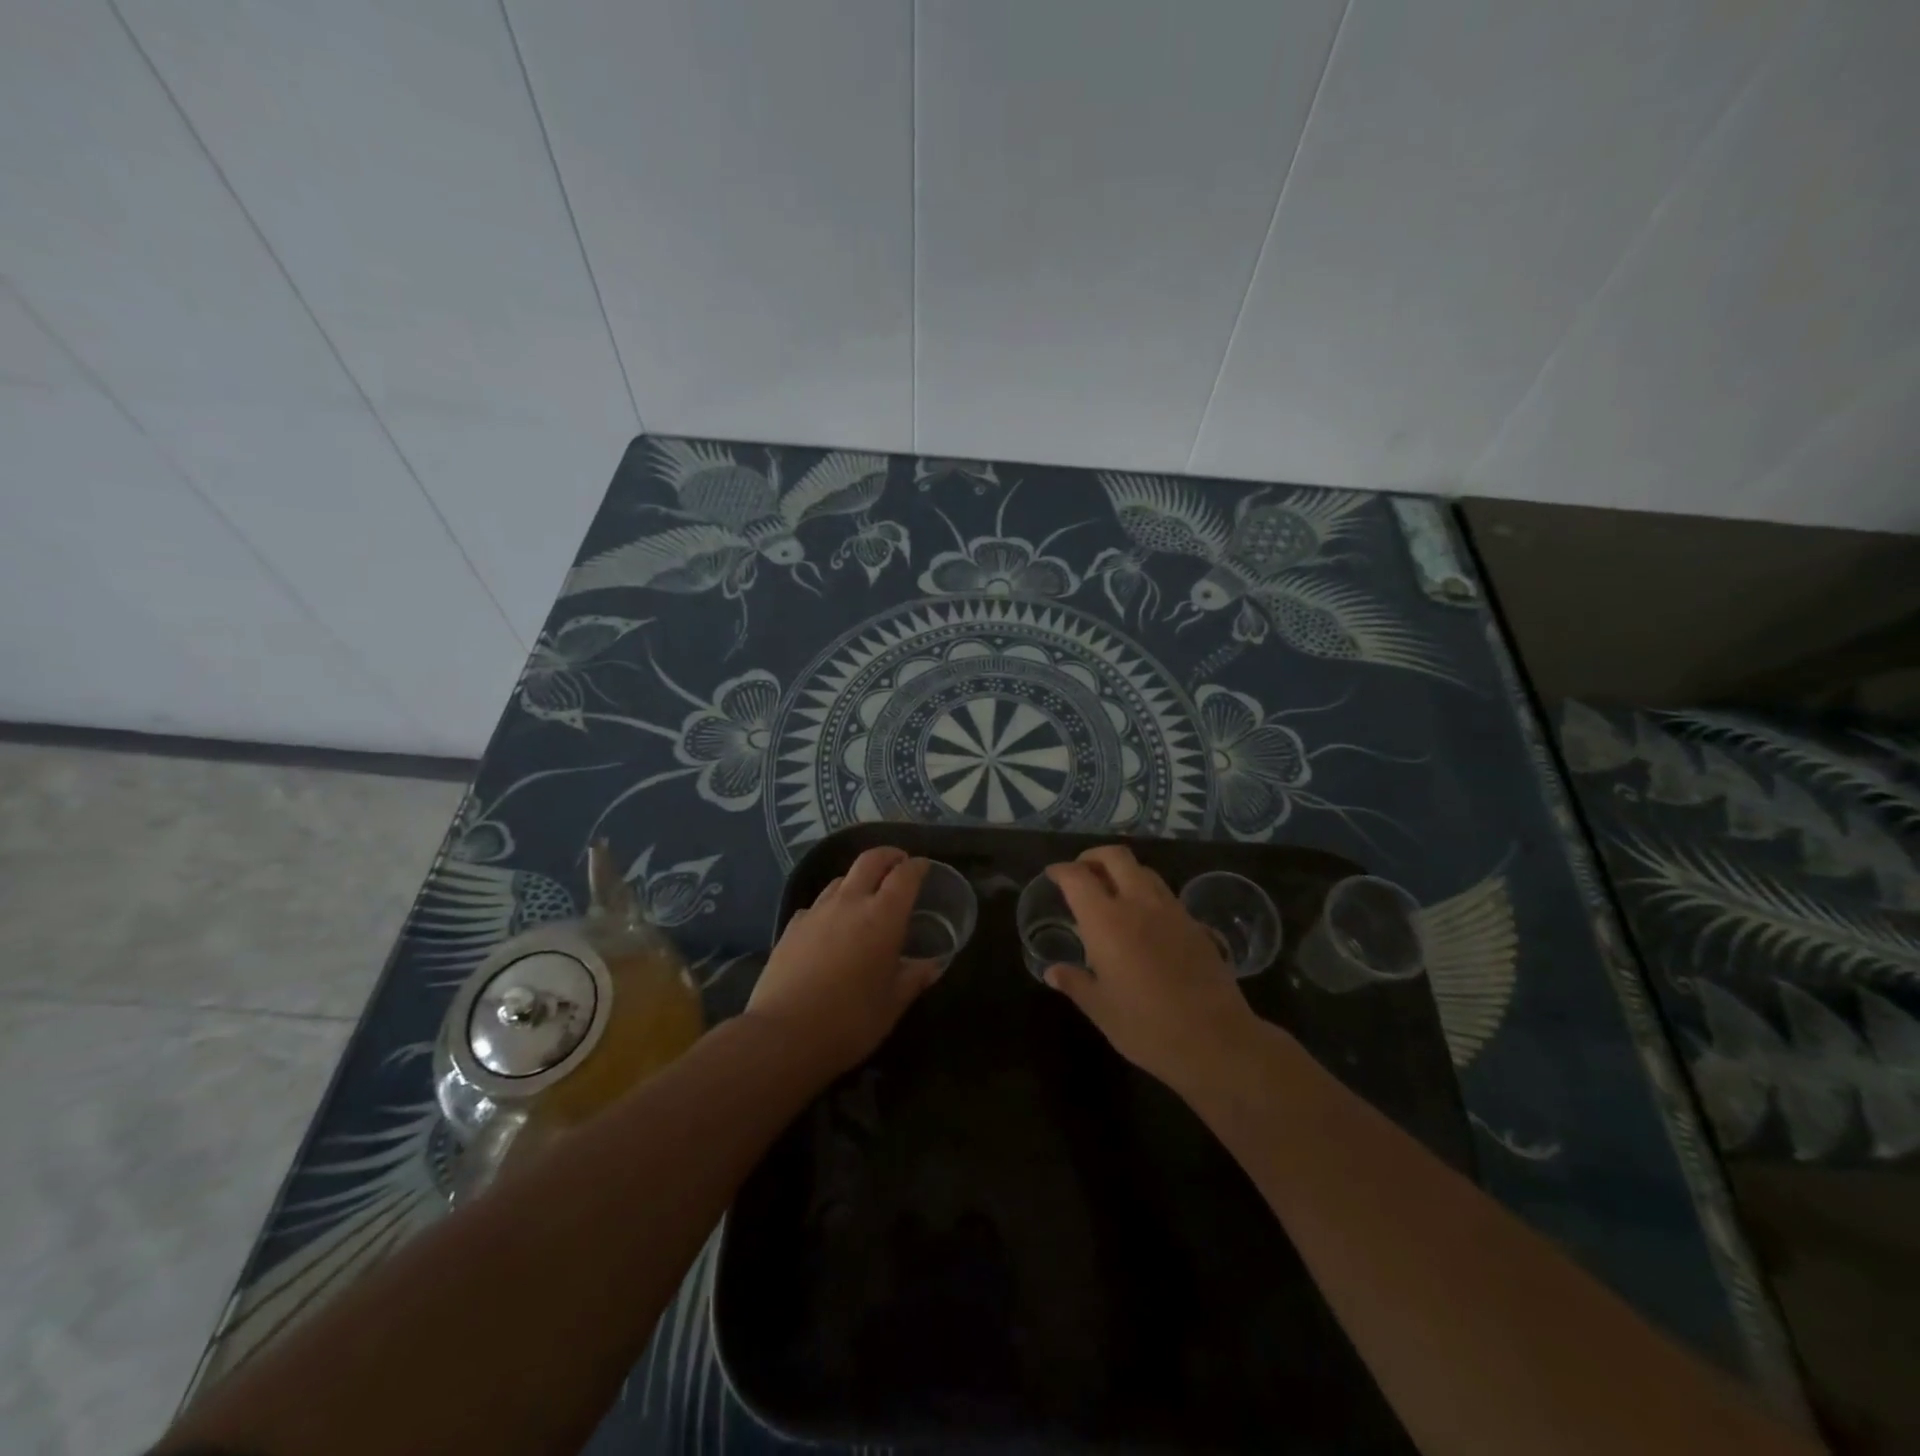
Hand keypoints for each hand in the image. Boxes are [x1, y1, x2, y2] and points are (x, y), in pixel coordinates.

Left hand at [747, 847, 941, 1078]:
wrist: (783, 1035)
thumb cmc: (850, 1021)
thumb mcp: (892, 1004)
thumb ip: (914, 978)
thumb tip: (932, 966)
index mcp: (883, 916)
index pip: (905, 875)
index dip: (918, 866)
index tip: (924, 867)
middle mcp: (850, 902)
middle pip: (870, 860)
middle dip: (888, 856)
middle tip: (899, 864)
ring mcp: (816, 911)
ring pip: (840, 879)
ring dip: (858, 880)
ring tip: (866, 897)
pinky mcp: (792, 926)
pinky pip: (818, 904)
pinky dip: (831, 905)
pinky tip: (831, 926)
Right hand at [1042, 845, 1261, 1095]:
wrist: (1216, 1040)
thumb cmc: (1147, 1027)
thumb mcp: (1100, 1010)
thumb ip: (1075, 983)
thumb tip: (1053, 972)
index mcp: (1106, 921)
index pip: (1078, 878)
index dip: (1061, 870)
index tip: (1053, 875)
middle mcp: (1139, 904)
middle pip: (1115, 857)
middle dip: (1094, 856)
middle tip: (1081, 871)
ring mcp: (1172, 911)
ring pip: (1144, 870)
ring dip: (1123, 871)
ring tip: (1112, 891)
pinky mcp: (1195, 924)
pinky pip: (1165, 894)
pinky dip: (1147, 893)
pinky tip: (1145, 919)